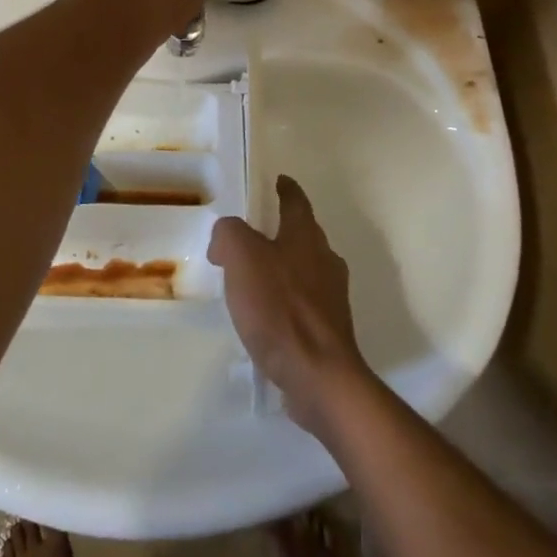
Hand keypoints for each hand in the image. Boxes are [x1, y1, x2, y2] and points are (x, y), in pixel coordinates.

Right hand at [209, 175, 371, 437]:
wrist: (319, 376)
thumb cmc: (280, 309)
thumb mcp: (242, 257)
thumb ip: (229, 235)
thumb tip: (225, 240)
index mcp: (306, 236)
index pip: (296, 201)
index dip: (286, 189)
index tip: (278, 181)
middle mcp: (325, 260)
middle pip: (304, 234)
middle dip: (282, 229)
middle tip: (253, 233)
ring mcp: (332, 297)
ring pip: (306, 269)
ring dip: (284, 267)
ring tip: (254, 278)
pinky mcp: (330, 330)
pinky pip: (304, 303)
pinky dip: (286, 301)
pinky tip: (267, 316)